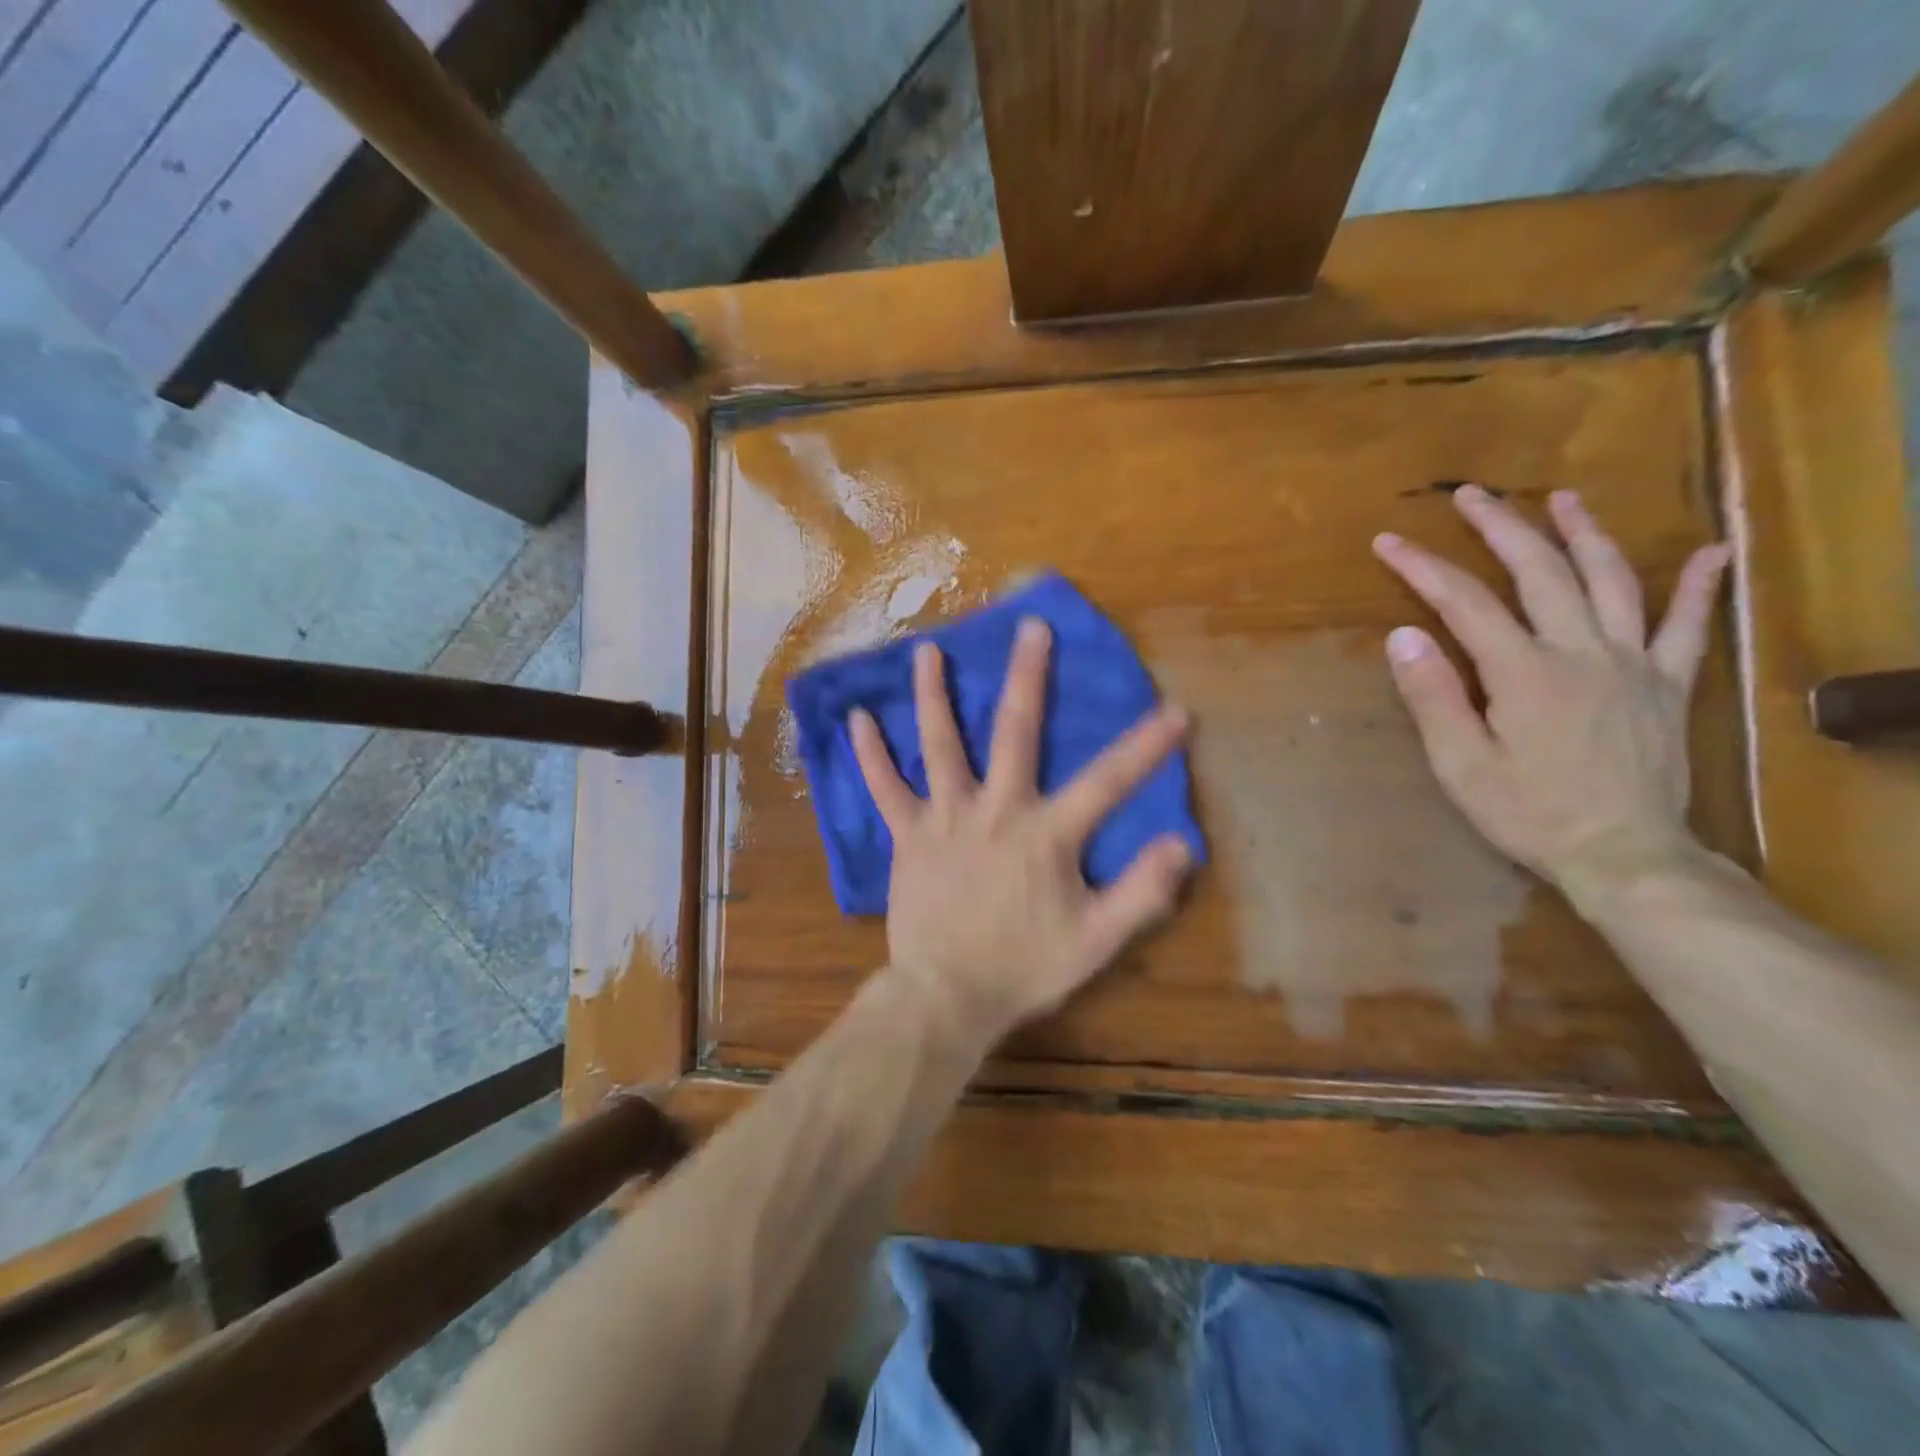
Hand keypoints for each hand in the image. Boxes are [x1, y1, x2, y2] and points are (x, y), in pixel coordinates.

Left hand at [848, 619, 1193, 1049]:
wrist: (947, 997)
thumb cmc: (1024, 968)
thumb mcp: (1096, 941)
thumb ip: (1141, 893)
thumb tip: (1182, 844)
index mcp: (1045, 834)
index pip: (1106, 782)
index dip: (1145, 748)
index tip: (1175, 711)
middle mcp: (994, 810)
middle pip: (1014, 732)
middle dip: (1026, 677)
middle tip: (1029, 627)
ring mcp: (944, 818)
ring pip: (939, 745)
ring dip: (934, 696)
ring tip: (928, 651)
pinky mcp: (907, 836)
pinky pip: (884, 789)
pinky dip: (870, 755)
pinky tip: (856, 719)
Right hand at [1372, 485, 1731, 907]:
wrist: (1624, 854)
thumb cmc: (1529, 813)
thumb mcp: (1462, 764)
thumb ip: (1434, 697)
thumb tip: (1403, 637)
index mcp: (1523, 671)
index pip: (1465, 603)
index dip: (1423, 568)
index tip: (1389, 542)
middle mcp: (1580, 651)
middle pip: (1539, 572)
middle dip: (1500, 528)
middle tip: (1471, 496)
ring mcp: (1632, 663)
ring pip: (1611, 581)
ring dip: (1584, 534)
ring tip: (1563, 498)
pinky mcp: (1666, 685)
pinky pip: (1688, 626)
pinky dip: (1697, 586)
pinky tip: (1710, 552)